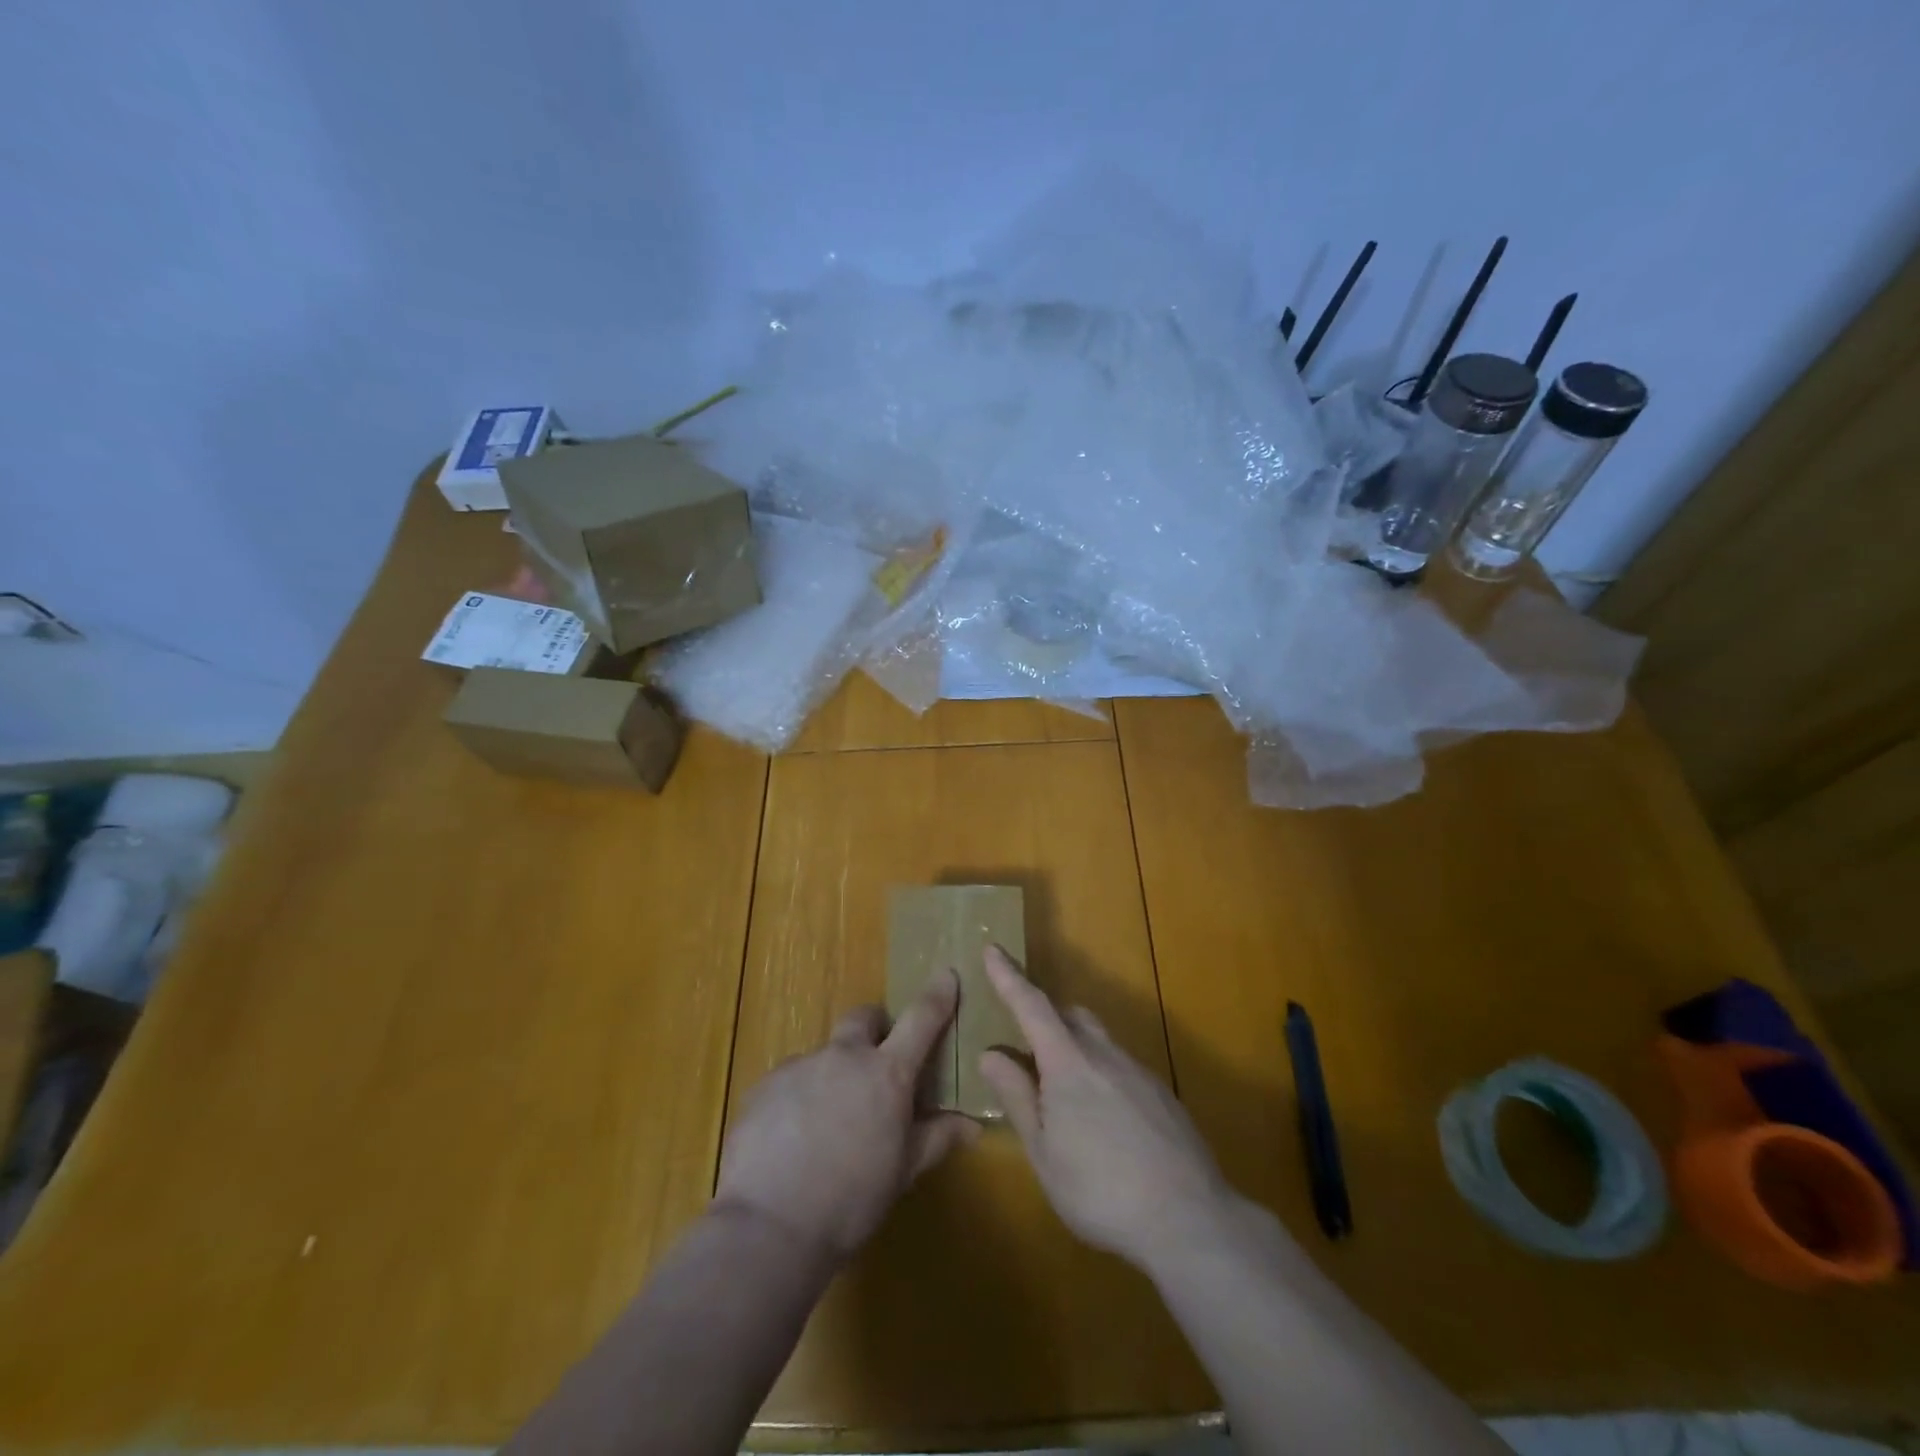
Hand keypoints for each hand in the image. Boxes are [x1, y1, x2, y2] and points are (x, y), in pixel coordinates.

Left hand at [713, 970, 979, 1263]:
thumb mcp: (902, 1172)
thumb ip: (937, 1138)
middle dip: (874, 1028)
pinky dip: (798, 1097)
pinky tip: (792, 1139)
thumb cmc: (851, 1201)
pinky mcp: (764, 1085)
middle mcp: (844, 1056)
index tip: (946, 975)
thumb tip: (973, 1126)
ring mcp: (800, 1066)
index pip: (921, 1020)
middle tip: (876, 1062)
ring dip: (833, 1073)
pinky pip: (789, 1080)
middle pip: (863, 1018)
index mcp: (887, 1073)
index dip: (937, 996)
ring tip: (826, 1123)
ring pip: (824, 1054)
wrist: (770, 1225)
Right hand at [977, 946, 1233, 1269]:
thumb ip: (1017, 1097)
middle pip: (1069, 1015)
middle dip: (1044, 1016)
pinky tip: (1103, 1120)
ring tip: (1062, 1092)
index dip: (1008, 977)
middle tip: (1024, 1043)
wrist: (1189, 1218)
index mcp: (1068, 1063)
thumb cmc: (1100, 1189)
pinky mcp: (1161, 1093)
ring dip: (1073, 1046)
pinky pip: (1120, 1066)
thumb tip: (990, 1053)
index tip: (993, 949)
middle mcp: (1104, 1054)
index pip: (1031, 1006)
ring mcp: (1138, 1071)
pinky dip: (1100, 1073)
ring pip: (1097, 1040)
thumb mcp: (1044, 1152)